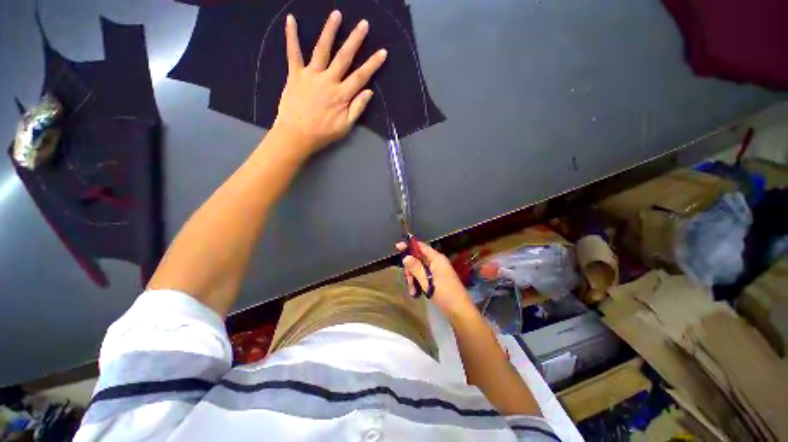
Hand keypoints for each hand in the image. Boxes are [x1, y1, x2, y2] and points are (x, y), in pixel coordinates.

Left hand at [271, 11, 387, 156]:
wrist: (296, 135)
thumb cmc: (323, 133)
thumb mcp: (345, 126)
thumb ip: (357, 109)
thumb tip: (369, 92)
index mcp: (341, 95)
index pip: (360, 77)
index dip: (372, 64)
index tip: (382, 52)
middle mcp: (328, 81)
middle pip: (344, 57)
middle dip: (355, 40)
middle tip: (363, 24)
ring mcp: (311, 75)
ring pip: (322, 49)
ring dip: (329, 31)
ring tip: (337, 14)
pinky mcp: (295, 74)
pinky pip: (293, 53)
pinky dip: (291, 36)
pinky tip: (291, 20)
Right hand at [396, 241, 475, 318]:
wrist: (459, 311)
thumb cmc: (445, 294)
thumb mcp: (428, 281)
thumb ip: (416, 268)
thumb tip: (405, 257)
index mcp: (436, 259)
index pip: (421, 247)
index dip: (409, 246)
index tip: (397, 247)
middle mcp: (436, 262)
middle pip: (417, 259)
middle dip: (410, 269)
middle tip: (408, 280)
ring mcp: (436, 271)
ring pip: (418, 269)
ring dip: (413, 279)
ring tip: (413, 291)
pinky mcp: (435, 279)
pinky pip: (423, 276)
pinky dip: (418, 283)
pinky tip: (416, 293)